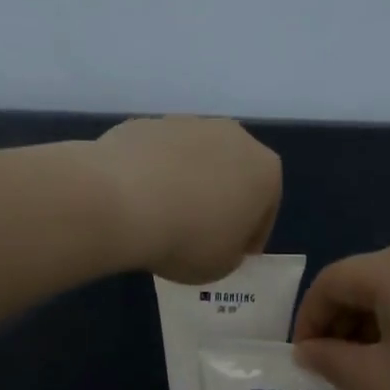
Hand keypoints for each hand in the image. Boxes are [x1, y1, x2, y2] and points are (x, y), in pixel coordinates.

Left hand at [90, 116, 280, 283]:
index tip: (234, 255)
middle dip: (222, 200)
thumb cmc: (188, 240)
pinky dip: (155, 175)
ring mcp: (188, 123)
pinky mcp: (147, 123)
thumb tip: (220, 239)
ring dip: (188, 185)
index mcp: (265, 171)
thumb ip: (231, 251)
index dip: (251, 236)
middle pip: (234, 174)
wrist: (122, 203)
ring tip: (165, 218)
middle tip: (201, 234)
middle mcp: (234, 137)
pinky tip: (139, 202)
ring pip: (196, 160)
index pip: (267, 209)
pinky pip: (159, 157)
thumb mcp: (222, 266)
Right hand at [293, 241, 389, 389]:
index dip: (308, 320)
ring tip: (375, 374)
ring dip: (375, 327)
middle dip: (342, 325)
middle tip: (336, 372)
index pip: (331, 281)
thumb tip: (308, 350)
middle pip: (367, 282)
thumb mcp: (378, 382)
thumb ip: (331, 361)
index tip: (304, 361)